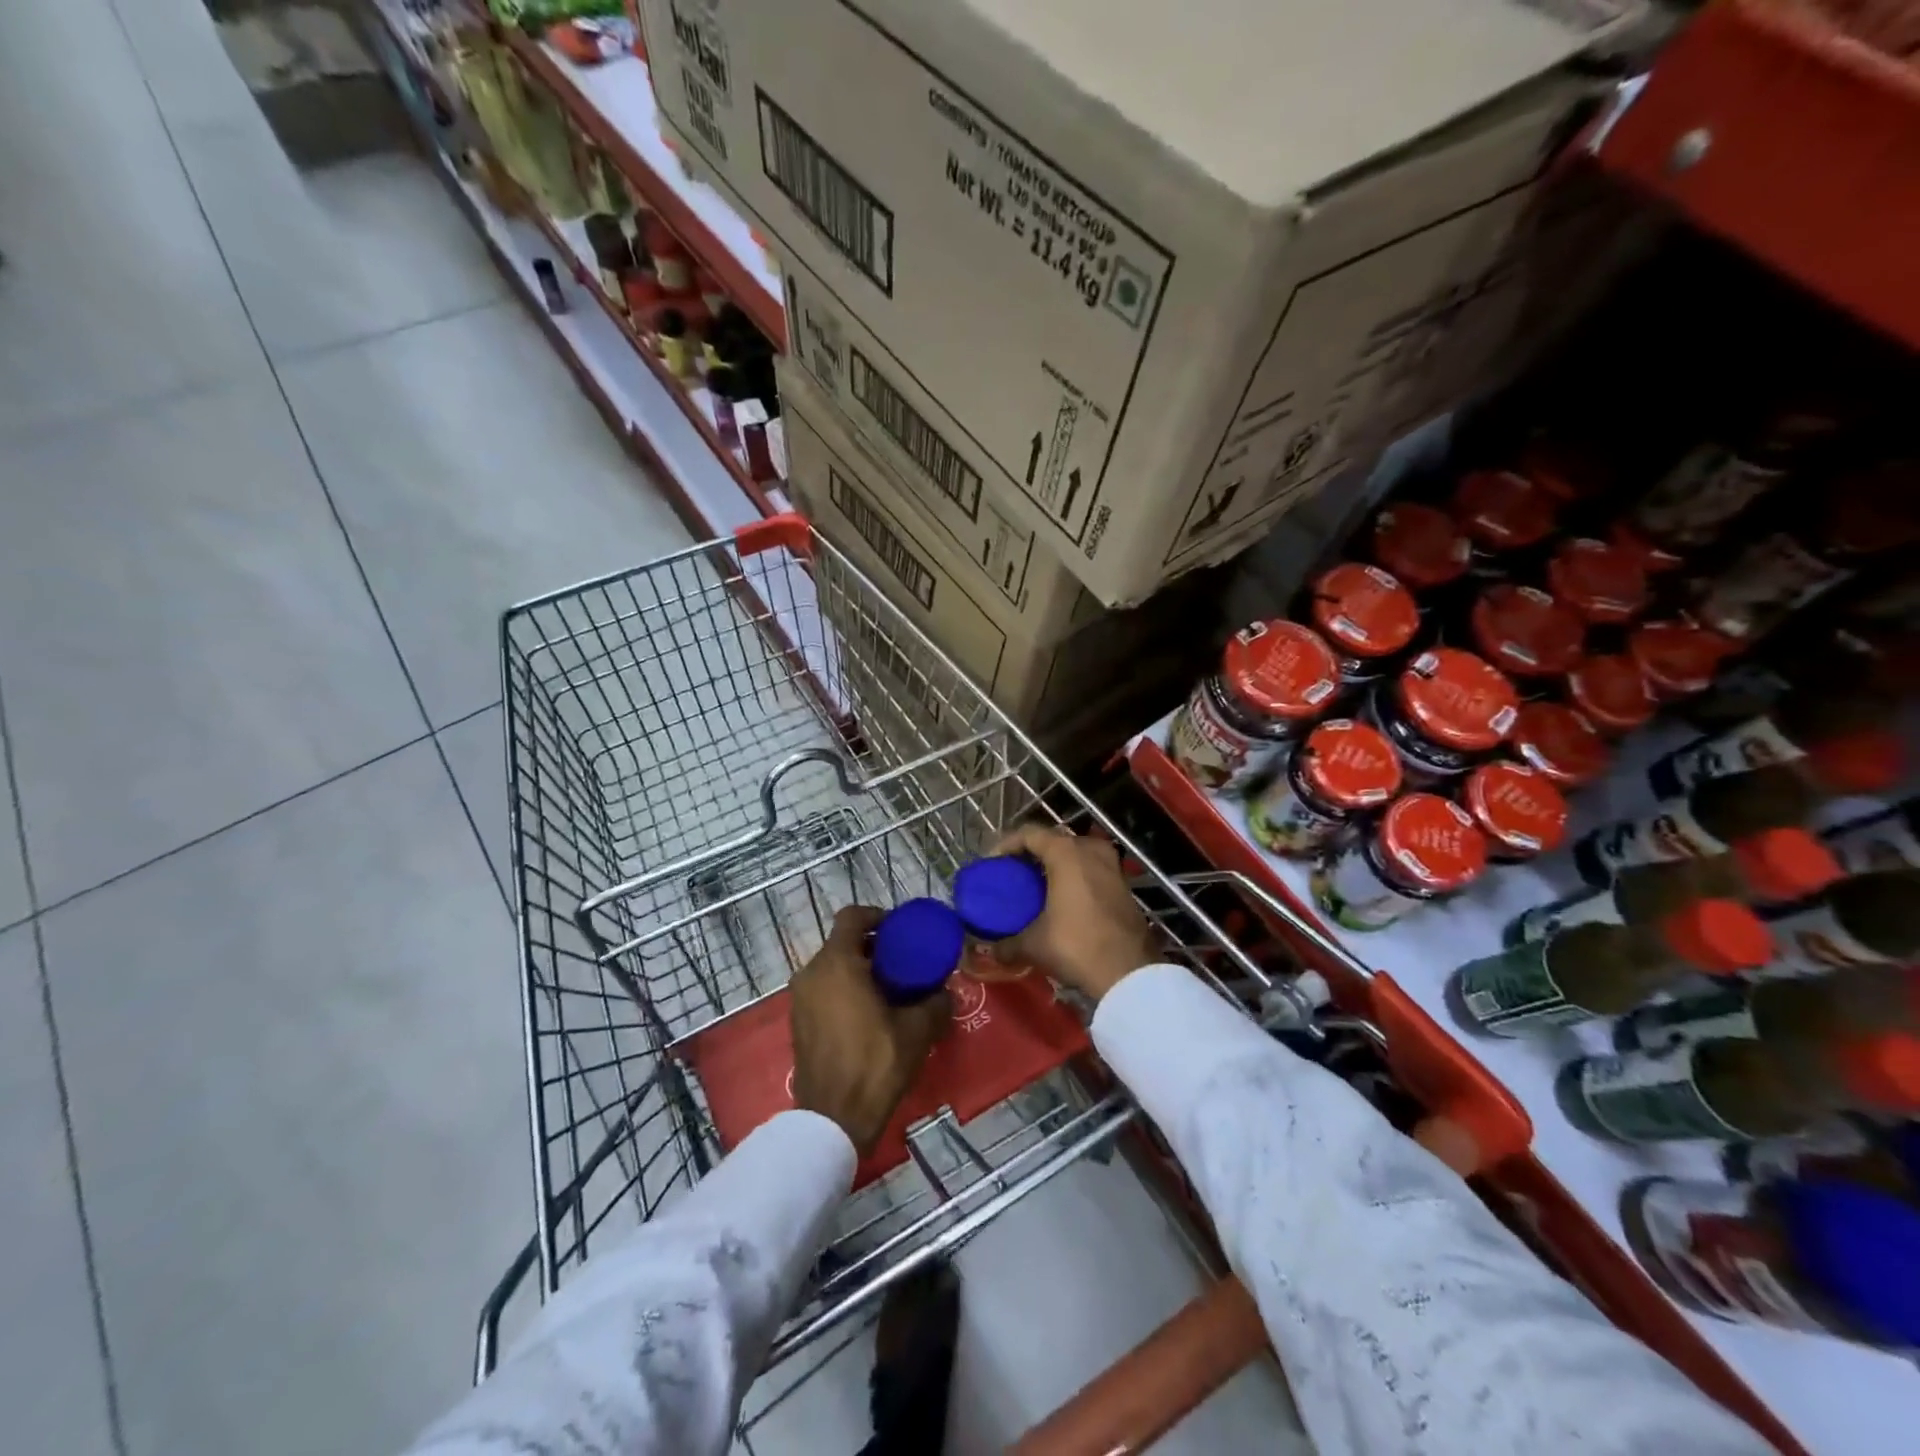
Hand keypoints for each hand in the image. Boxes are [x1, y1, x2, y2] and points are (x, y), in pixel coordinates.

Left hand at [791, 907, 949, 1156]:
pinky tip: (869, 1014)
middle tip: (902, 962)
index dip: (877, 916)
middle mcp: (812, 972)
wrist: (832, 1119)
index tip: (900, 930)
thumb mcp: (918, 1030)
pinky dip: (844, 991)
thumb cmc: (875, 1063)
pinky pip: (823, 991)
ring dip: (858, 970)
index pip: (852, 917)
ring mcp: (800, 999)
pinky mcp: (798, 1022)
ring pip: (832, 968)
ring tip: (889, 990)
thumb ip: (935, 1002)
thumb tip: (945, 991)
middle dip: (872, 947)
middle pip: (842, 943)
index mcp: (837, 963)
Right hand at [989, 825, 1157, 1002]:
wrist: (1129, 973)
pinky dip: (1076, 877)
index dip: (1007, 844)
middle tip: (1015, 872)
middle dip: (1033, 853)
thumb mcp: (1034, 945)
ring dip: (1058, 864)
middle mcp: (1091, 851)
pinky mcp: (1124, 886)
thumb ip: (1007, 944)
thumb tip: (992, 950)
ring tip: (1040, 885)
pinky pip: (1093, 869)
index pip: (1030, 834)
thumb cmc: (1076, 946)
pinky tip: (1065, 899)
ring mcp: (1112, 867)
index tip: (992, 863)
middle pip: (1055, 840)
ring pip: (1078, 854)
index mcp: (1066, 853)